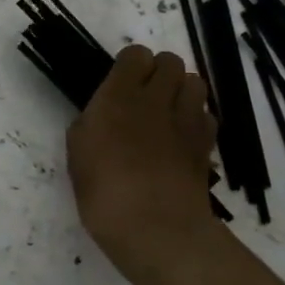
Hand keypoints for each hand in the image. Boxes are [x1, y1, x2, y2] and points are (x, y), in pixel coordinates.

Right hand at [67, 45, 220, 284]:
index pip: (135, 55)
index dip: (130, 65)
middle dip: (159, 71)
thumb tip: (99, 118)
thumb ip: (88, 126)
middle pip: (171, 61)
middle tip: (145, 96)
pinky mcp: (206, 144)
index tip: (120, 84)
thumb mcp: (77, 156)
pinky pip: (206, 115)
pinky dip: (197, 118)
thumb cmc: (104, 193)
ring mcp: (186, 120)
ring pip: (195, 82)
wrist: (157, 229)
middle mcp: (156, 99)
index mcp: (119, 96)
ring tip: (168, 112)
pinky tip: (182, 137)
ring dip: (182, 90)